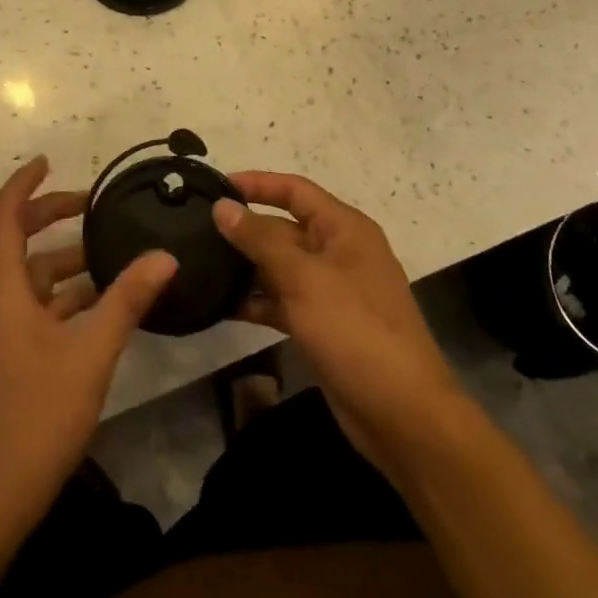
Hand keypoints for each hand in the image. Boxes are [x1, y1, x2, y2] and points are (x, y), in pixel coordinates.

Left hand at [0, 157, 176, 544]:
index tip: (48, 160)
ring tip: (113, 252)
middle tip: (93, 206)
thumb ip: (127, 300)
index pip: (3, 218)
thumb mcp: (90, 354)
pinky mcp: (12, 358)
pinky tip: (105, 303)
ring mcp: (2, 333)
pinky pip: (39, 308)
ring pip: (33, 278)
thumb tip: (164, 256)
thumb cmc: (35, 417)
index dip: (23, 184)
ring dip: (67, 261)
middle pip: (17, 242)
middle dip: (51, 217)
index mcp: (3, 291)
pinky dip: (68, 296)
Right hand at [213, 173, 461, 482]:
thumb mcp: (303, 278)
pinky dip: (256, 301)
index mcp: (344, 229)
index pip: (295, 190)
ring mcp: (331, 291)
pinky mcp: (322, 324)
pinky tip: (220, 305)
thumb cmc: (355, 330)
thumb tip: (222, 206)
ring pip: (280, 266)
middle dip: (244, 229)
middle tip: (195, 230)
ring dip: (245, 267)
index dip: (257, 184)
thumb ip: (260, 240)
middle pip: (284, 228)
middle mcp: (338, 252)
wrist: (402, 413)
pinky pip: (282, 301)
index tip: (216, 185)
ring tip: (199, 264)